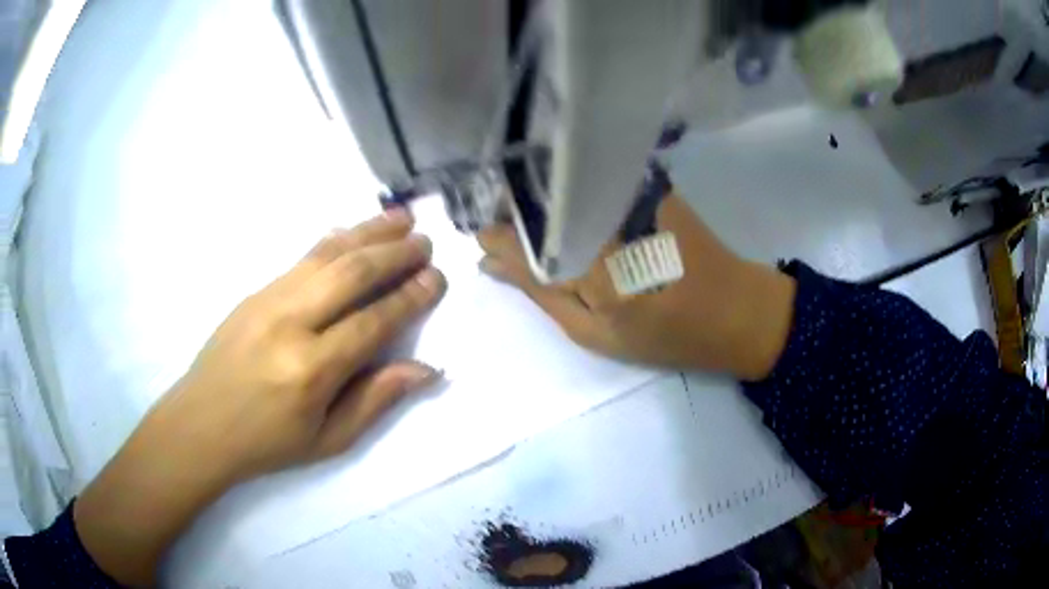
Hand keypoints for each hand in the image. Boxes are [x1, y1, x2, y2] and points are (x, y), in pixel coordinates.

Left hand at [74, 209, 446, 586]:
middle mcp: (291, 322)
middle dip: (394, 253)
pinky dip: (335, 239)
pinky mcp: (256, 291)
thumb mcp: (328, 440)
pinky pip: (302, 257)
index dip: (409, 297)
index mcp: (312, 369)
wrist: (201, 423)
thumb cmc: (267, 443)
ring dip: (368, 232)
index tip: (436, 278)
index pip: (373, 320)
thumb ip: (376, 400)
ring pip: (327, 254)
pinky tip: (353, 231)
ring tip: (402, 218)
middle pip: (351, 273)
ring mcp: (269, 299)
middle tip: (426, 242)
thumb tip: (426, 369)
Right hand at [479, 195, 794, 380]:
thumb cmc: (667, 335)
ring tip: (529, 219)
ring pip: (562, 182)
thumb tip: (490, 262)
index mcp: (594, 262)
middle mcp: (608, 213)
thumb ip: (539, 291)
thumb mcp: (594, 333)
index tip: (477, 236)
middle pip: (536, 196)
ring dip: (538, 196)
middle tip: (501, 231)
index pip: (519, 233)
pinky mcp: (648, 182)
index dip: (492, 232)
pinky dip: (570, 189)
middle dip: (510, 207)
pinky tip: (565, 205)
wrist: (737, 310)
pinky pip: (592, 178)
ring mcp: (631, 190)